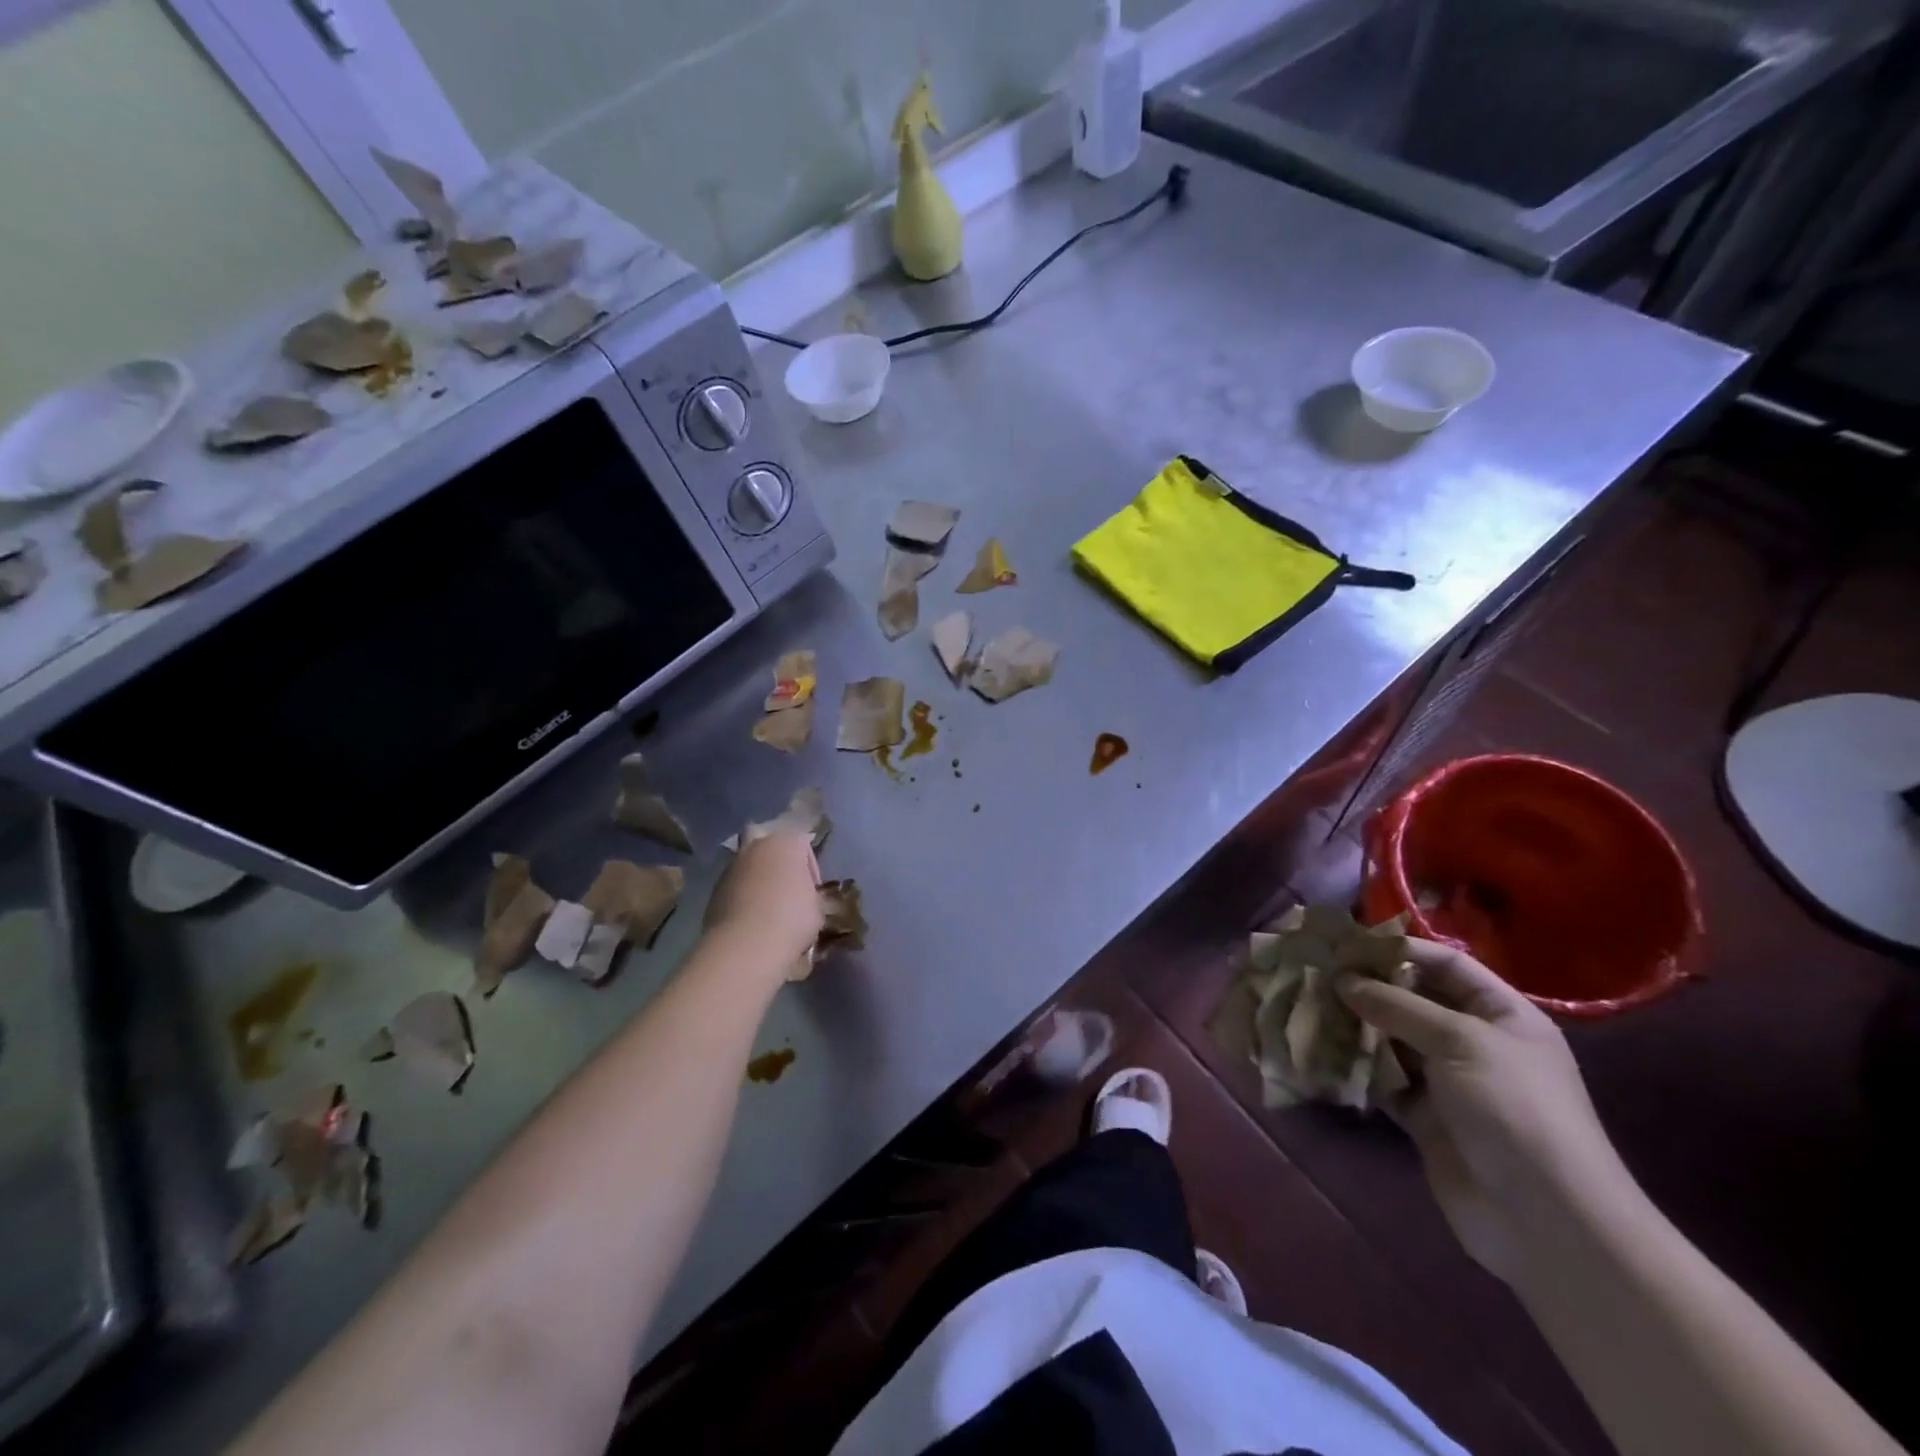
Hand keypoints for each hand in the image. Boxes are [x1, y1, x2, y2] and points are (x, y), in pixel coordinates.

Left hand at [703, 833, 822, 979]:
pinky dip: (741, 896)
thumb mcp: (817, 909)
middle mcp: (756, 847)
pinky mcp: (714, 889)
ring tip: (767, 907)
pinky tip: (750, 919)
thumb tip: (803, 900)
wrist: (745, 946)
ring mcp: (732, 867)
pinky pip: (734, 886)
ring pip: (747, 864)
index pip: (803, 844)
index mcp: (786, 843)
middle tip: (785, 884)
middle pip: (767, 842)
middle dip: (776, 858)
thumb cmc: (791, 919)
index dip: (811, 868)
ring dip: (757, 878)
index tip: (813, 891)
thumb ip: (810, 895)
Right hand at [1339, 939, 1630, 1282]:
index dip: (1401, 949)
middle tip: (1317, 972)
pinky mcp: (1424, 1117)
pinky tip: (1321, 1050)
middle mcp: (1475, 1042)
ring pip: (1392, 1039)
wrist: (1545, 1220)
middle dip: (1369, 986)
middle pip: (1415, 1000)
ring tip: (1310, 1005)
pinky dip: (1356, 1067)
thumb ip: (1398, 1006)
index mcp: (1502, 1016)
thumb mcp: (1460, 1042)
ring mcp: (1448, 1082)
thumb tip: (1343, 979)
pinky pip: (1383, 1080)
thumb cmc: (1514, 1110)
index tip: (1348, 943)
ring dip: (1356, 1025)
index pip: (1448, 965)